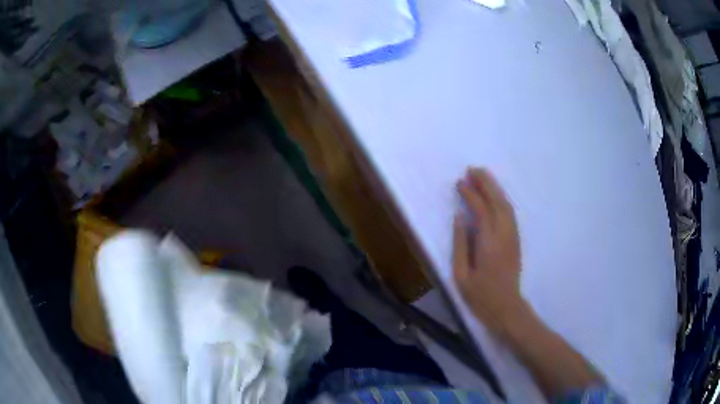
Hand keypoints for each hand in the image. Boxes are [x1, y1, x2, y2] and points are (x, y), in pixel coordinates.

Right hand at [453, 168, 525, 335]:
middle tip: (473, 169)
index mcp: (488, 243)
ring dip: (495, 188)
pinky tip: (494, 195)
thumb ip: (460, 244)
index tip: (460, 183)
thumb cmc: (480, 296)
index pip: (480, 210)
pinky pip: (510, 213)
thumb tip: (459, 217)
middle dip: (485, 183)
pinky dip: (502, 199)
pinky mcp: (516, 240)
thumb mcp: (461, 275)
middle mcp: (504, 235)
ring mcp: (513, 236)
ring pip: (506, 205)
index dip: (470, 194)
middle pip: (497, 201)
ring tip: (483, 176)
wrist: (506, 307)